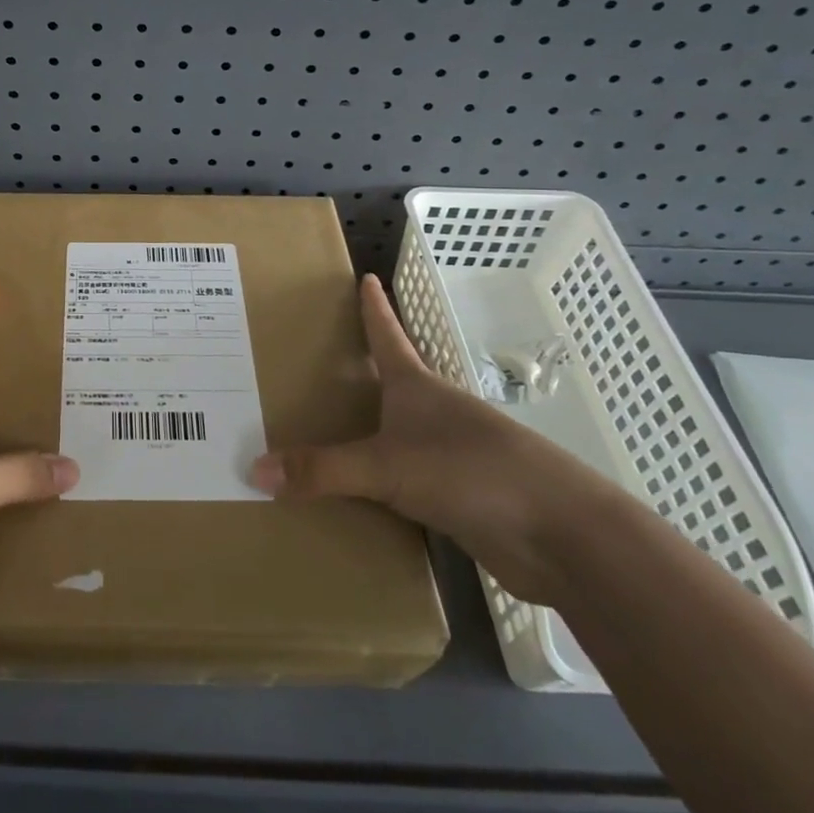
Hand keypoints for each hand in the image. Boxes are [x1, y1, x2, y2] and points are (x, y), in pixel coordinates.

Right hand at [252, 274, 614, 605]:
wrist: (559, 535)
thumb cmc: (470, 471)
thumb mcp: (386, 467)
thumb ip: (322, 470)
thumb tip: (255, 468)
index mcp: (418, 386)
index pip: (387, 334)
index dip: (374, 307)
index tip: (367, 277)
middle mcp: (434, 412)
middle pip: (394, 381)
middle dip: (362, 371)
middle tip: (319, 361)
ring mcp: (452, 454)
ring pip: (399, 433)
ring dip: (369, 431)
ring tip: (326, 429)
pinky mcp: (461, 497)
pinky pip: (406, 480)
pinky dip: (381, 482)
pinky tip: (358, 495)